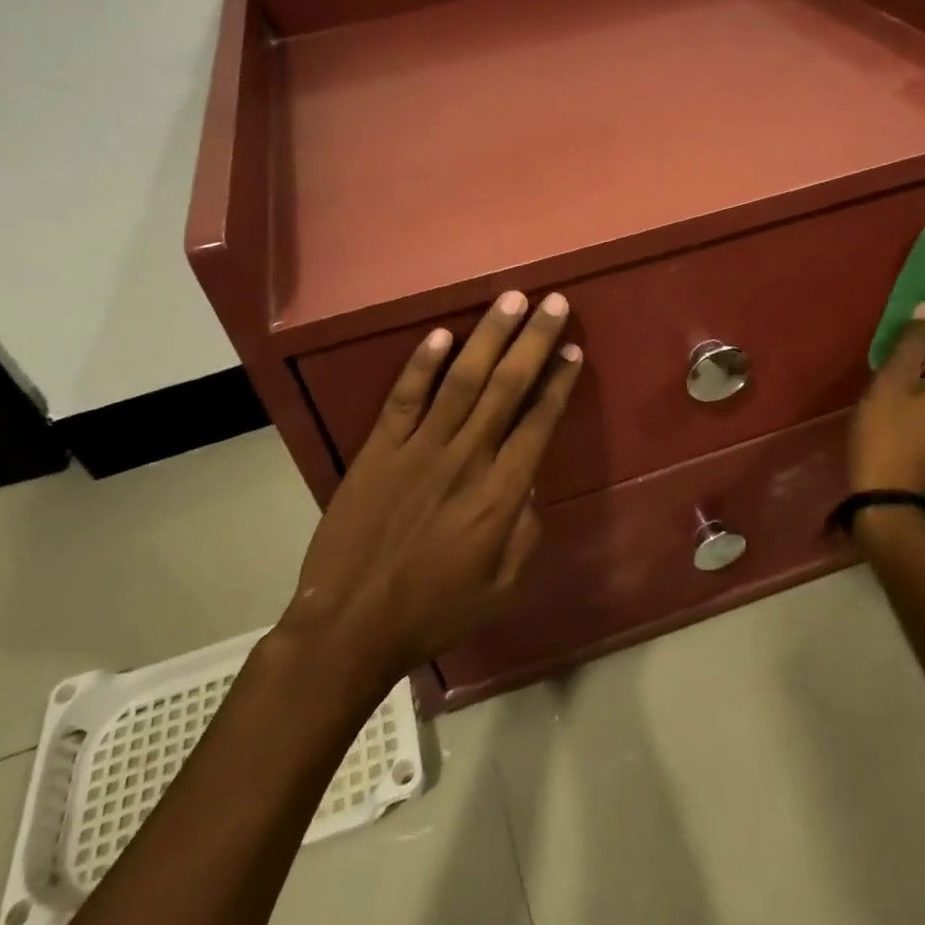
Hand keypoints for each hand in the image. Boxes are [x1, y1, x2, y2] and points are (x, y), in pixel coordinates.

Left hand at [278, 290, 583, 686]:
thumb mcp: (502, 587)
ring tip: (511, 299)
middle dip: (534, 341)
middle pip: (507, 388)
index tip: (573, 350)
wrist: (351, 625)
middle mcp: (466, 459)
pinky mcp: (378, 450)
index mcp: (500, 495)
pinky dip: (421, 364)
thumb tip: (529, 484)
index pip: (539, 423)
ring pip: (462, 380)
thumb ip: (525, 531)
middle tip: (554, 302)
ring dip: (489, 336)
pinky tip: (441, 334)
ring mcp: (419, 449)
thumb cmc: (434, 611)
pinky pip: (404, 398)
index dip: (559, 383)